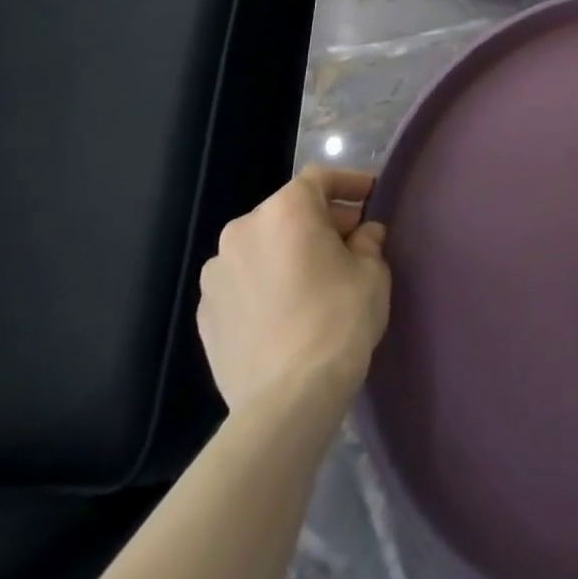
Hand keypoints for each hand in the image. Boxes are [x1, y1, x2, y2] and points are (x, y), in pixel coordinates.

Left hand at [197, 167, 389, 413]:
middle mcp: (243, 231)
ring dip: (289, 251)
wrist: (287, 399)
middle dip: (321, 220)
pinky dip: (266, 282)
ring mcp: (216, 274)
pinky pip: (243, 281)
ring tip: (316, 277)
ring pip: (263, 246)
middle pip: (288, 211)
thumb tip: (363, 235)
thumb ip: (368, 242)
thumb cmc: (338, 319)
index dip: (349, 184)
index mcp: (286, 210)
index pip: (320, 179)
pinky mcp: (205, 314)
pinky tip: (287, 308)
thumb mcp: (372, 271)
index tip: (371, 197)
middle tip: (351, 240)